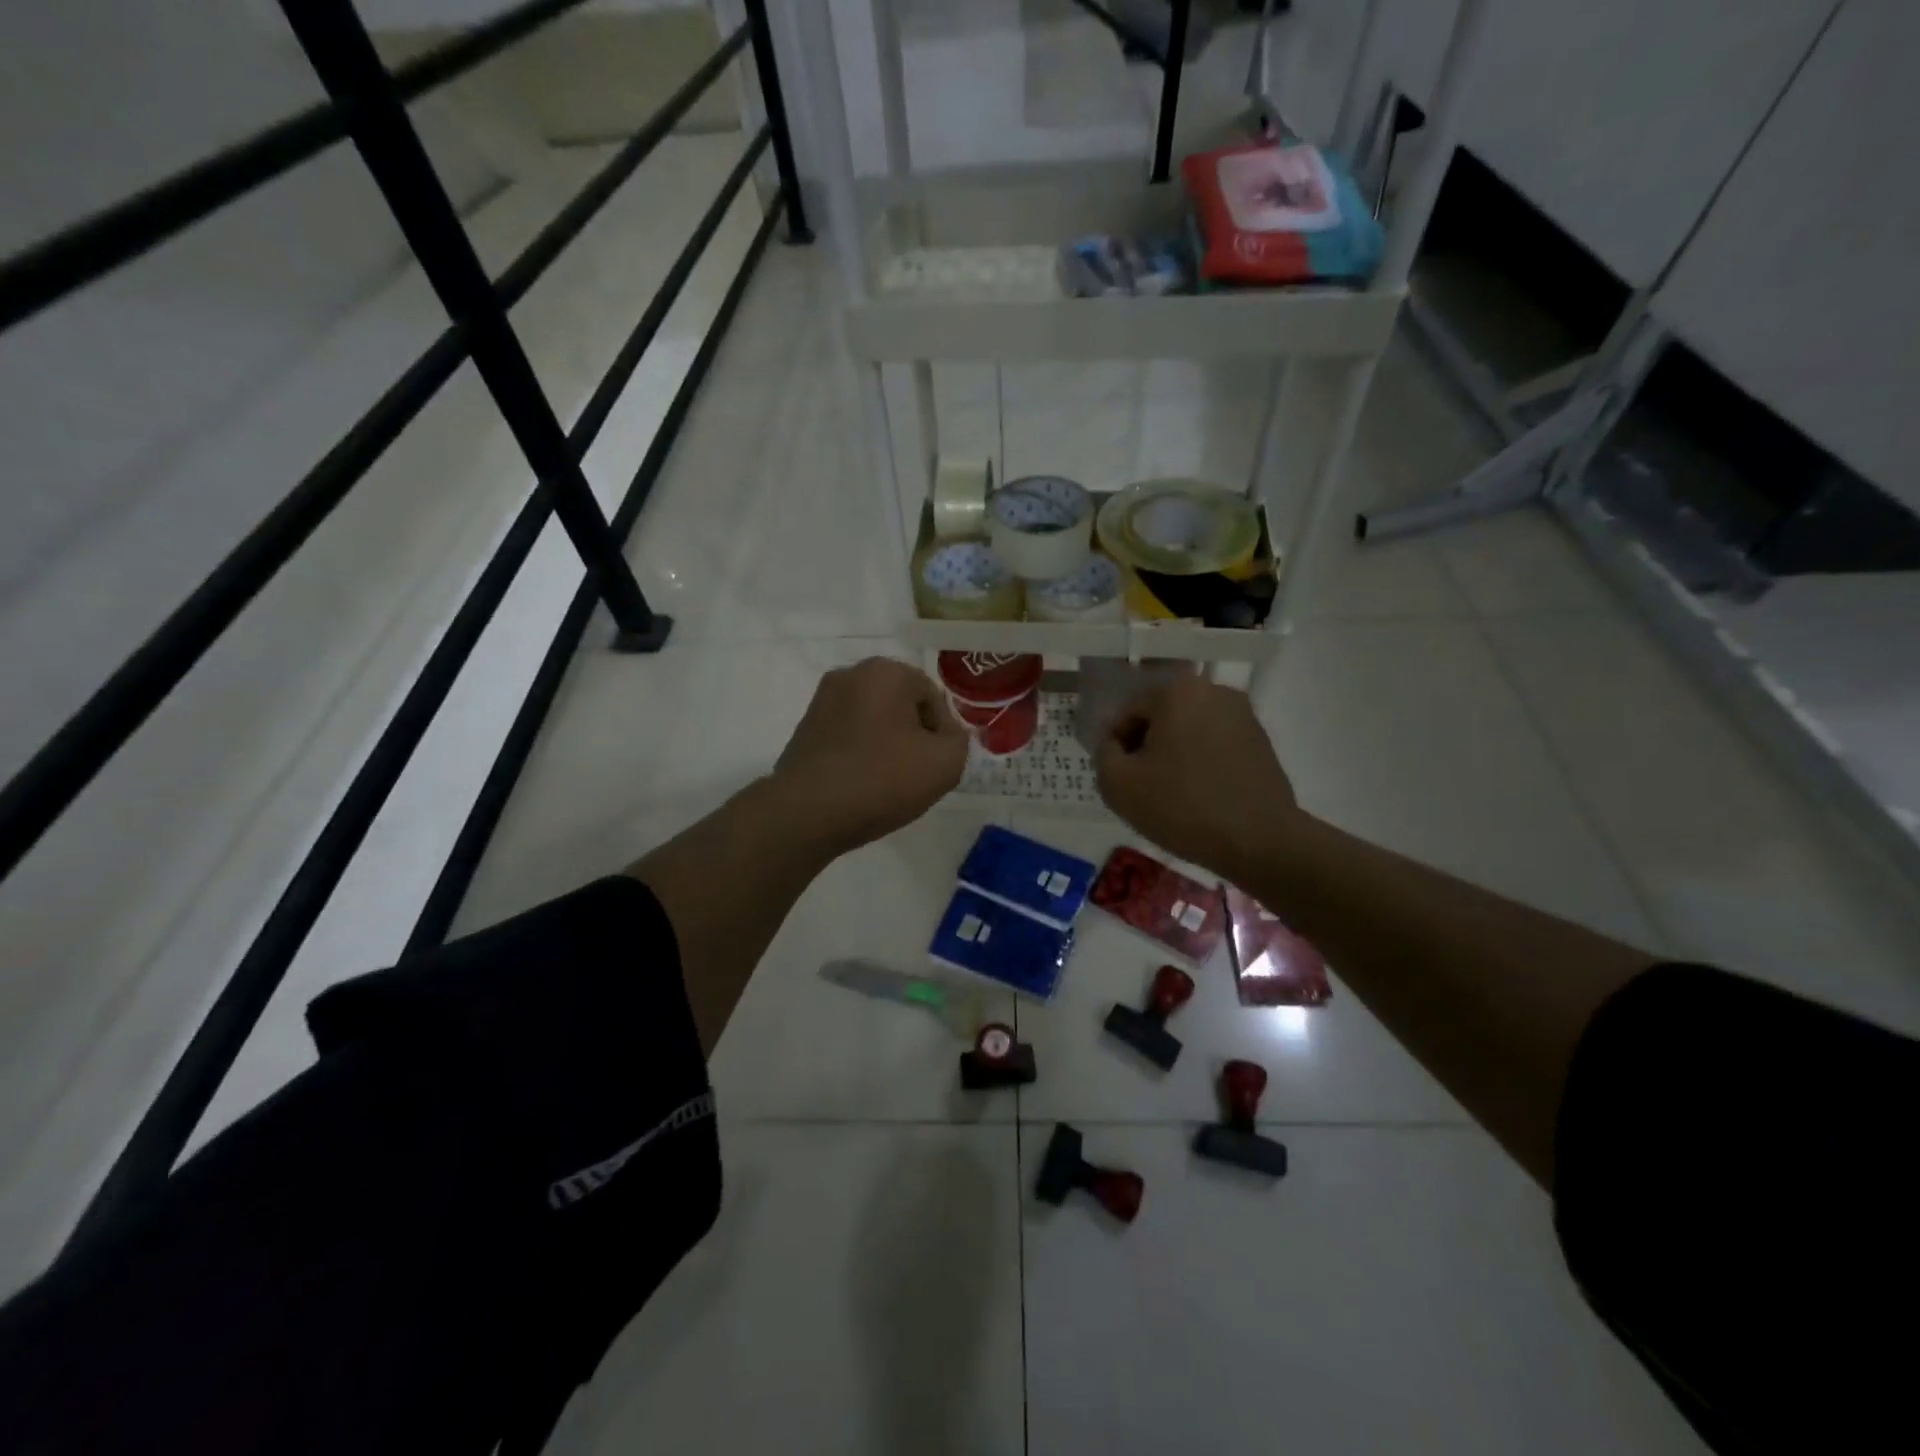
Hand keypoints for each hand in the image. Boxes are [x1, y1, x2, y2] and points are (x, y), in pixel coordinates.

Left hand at [770, 657, 968, 854]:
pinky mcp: (805, 728)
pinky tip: (862, 784)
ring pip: (875, 721)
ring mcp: (822, 701)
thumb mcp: (945, 763)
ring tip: (888, 783)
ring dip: (888, 746)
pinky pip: (849, 736)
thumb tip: (945, 734)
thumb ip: (959, 740)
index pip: (934, 698)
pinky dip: (861, 754)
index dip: (943, 734)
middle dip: (914, 737)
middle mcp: (851, 674)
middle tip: (916, 775)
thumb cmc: (881, 780)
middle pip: (903, 706)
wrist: (806, 813)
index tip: (936, 766)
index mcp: (886, 671)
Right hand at [1095, 674, 1301, 878]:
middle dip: (1148, 750)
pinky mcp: (1262, 741)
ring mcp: (1243, 715)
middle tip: (1144, 789)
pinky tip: (1200, 797)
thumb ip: (1104, 753)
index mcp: (1178, 691)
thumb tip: (1116, 746)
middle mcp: (1214, 691)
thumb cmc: (1181, 806)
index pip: (1129, 714)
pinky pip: (1216, 746)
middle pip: (1161, 719)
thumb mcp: (1118, 784)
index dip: (1118, 749)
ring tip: (1172, 796)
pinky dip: (1202, 765)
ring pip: (1189, 732)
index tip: (1122, 781)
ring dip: (1175, 757)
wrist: (1258, 841)